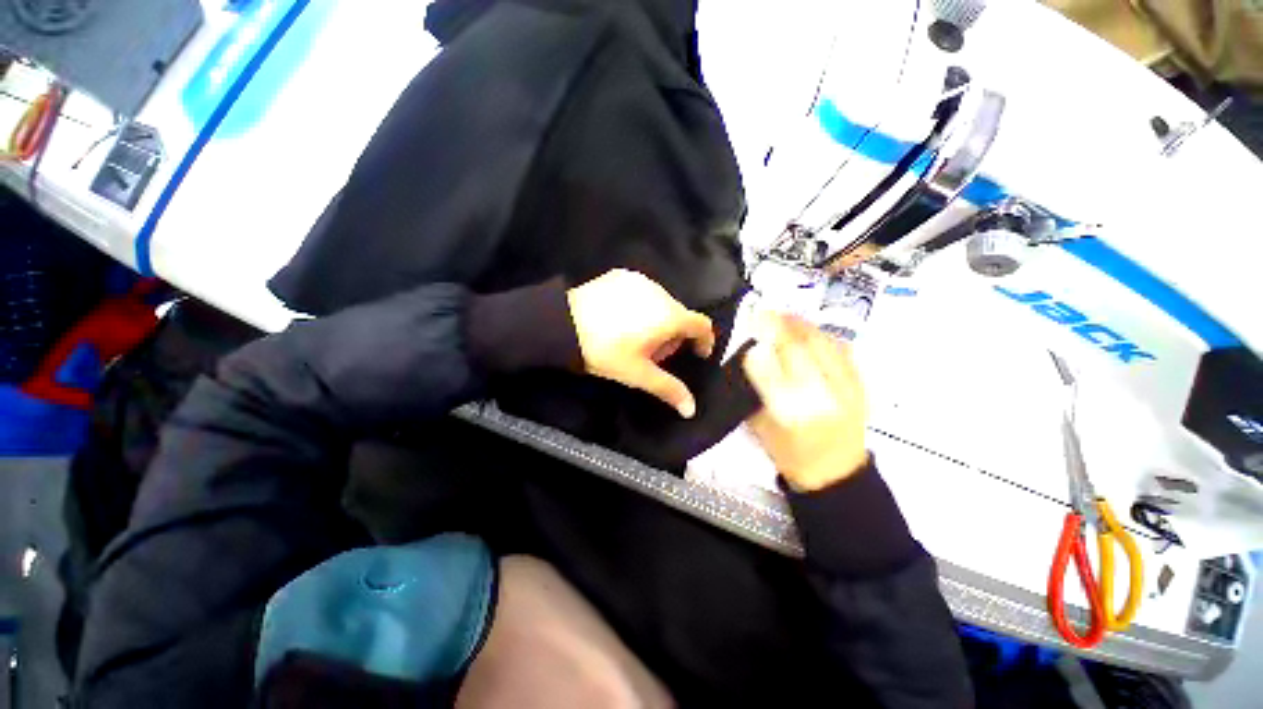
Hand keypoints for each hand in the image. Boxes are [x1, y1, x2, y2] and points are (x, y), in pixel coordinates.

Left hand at [567, 270, 715, 417]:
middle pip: (679, 315)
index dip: (704, 340)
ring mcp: (640, 280)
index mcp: (669, 316)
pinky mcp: (622, 275)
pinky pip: (642, 292)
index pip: (701, 324)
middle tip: (655, 353)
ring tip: (636, 336)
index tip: (697, 354)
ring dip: (658, 319)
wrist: (563, 324)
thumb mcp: (638, 374)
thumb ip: (669, 389)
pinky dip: (641, 306)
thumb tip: (691, 410)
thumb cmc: (606, 351)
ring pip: (661, 302)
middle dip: (675, 335)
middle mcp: (661, 292)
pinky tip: (621, 318)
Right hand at [743, 313, 868, 490]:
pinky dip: (824, 336)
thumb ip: (754, 391)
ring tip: (787, 318)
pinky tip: (811, 332)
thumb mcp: (760, 426)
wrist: (836, 474)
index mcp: (792, 415)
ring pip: (826, 346)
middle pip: (804, 350)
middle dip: (783, 325)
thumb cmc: (790, 454)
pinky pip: (844, 351)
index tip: (753, 320)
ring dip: (804, 327)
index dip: (763, 340)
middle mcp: (823, 400)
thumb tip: (751, 354)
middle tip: (767, 312)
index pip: (776, 366)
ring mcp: (848, 392)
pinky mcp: (861, 388)